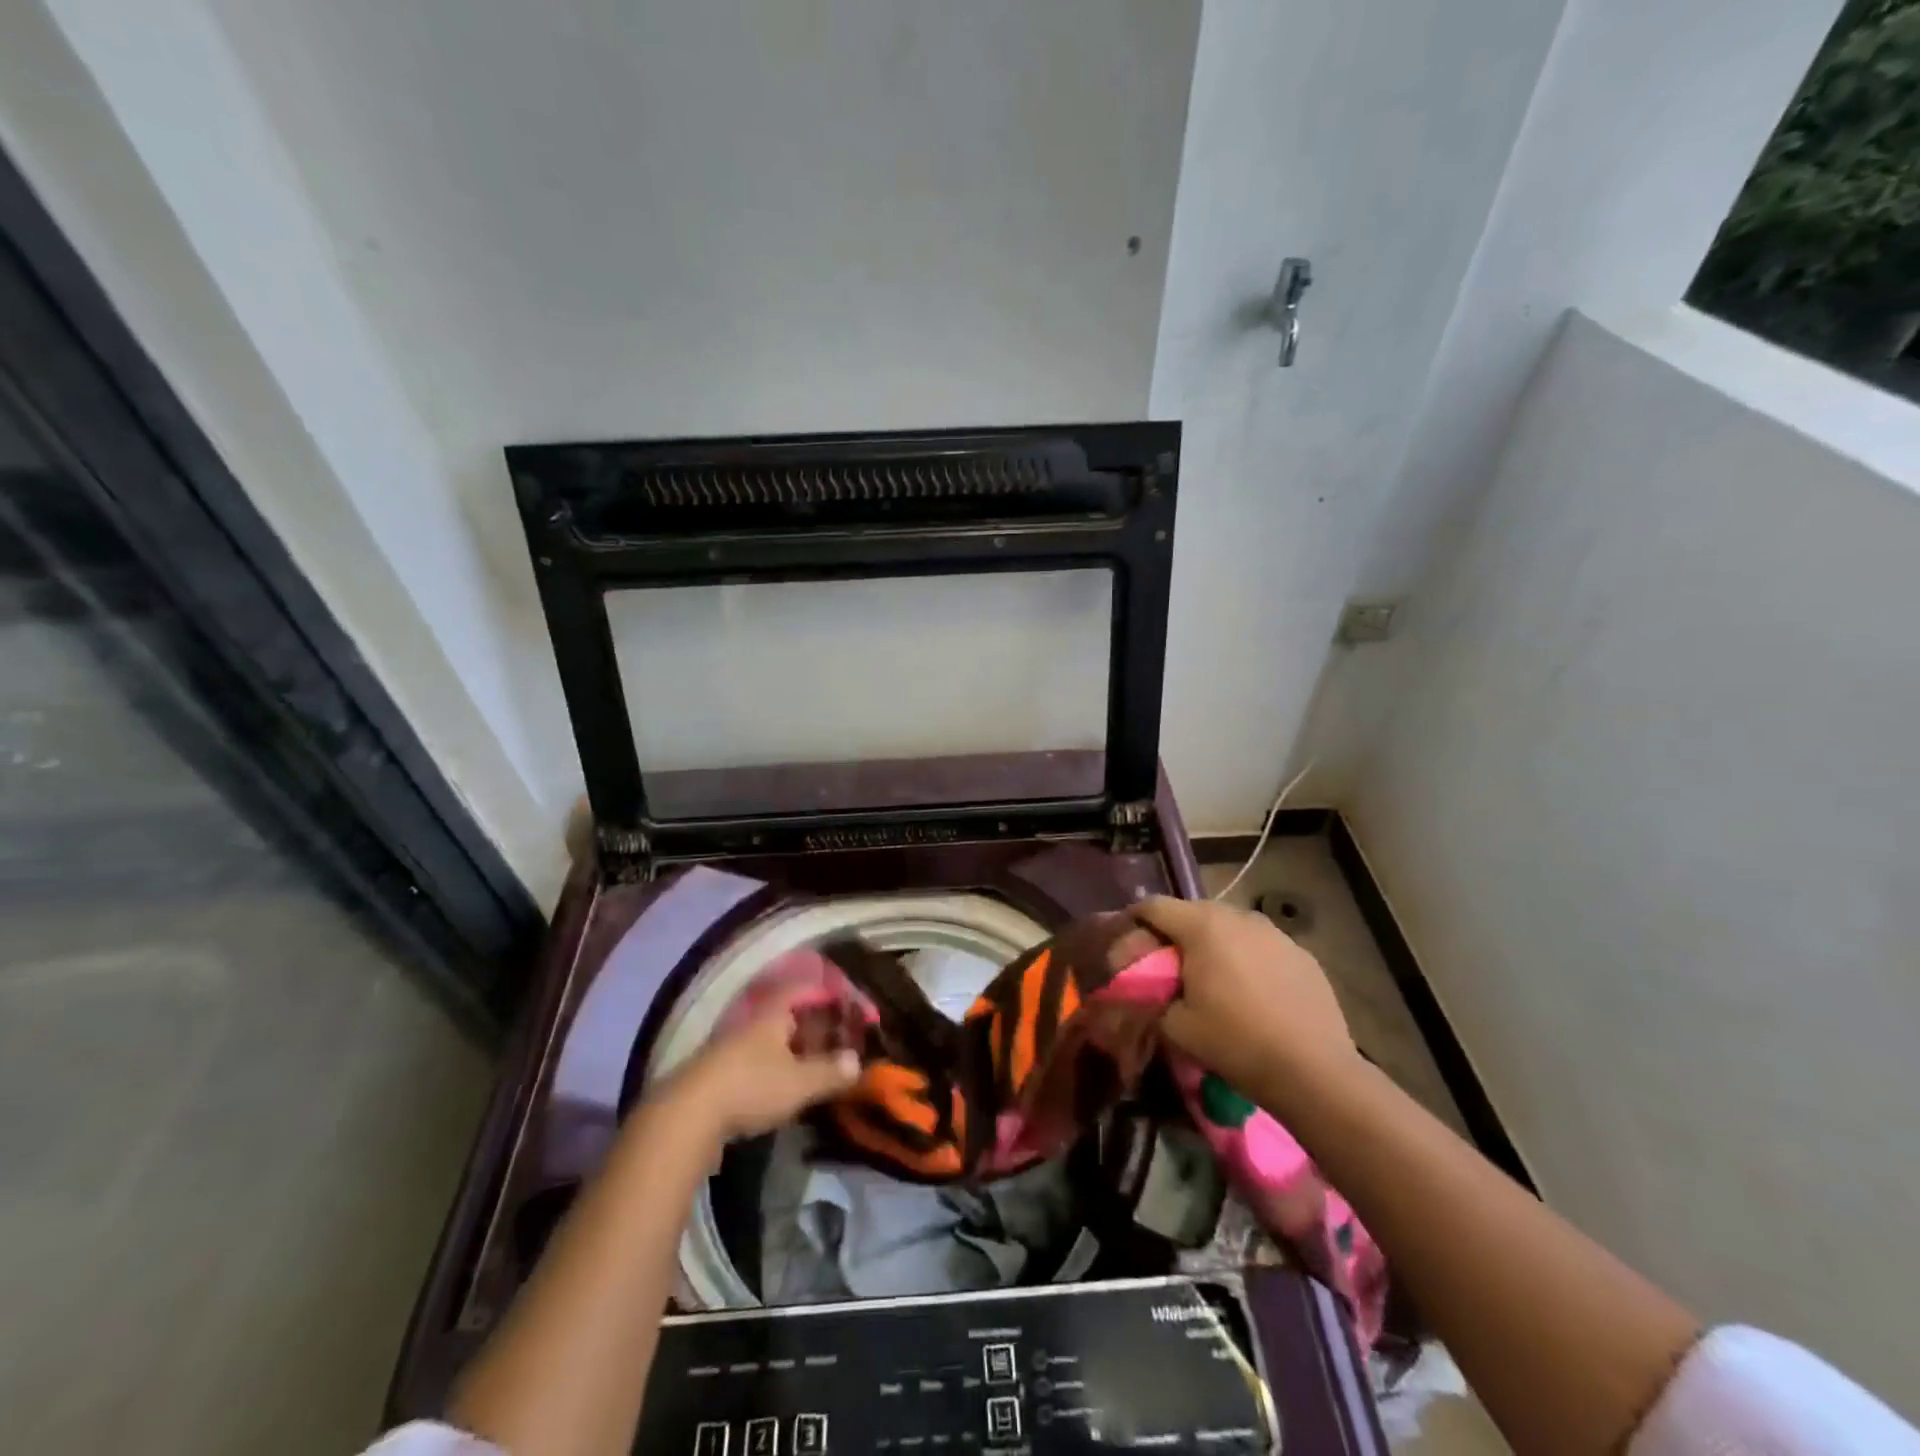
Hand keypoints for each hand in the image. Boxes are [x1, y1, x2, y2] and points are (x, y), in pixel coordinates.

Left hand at [660, 990, 862, 1143]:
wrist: (685, 1116)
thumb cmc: (751, 1086)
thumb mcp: (799, 1082)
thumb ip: (829, 1071)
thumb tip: (857, 1062)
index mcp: (773, 1013)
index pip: (803, 988)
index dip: (826, 992)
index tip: (846, 1001)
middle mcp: (751, 1022)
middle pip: (786, 1013)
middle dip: (811, 1023)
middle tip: (836, 1037)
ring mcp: (730, 1047)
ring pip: (769, 1038)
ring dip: (792, 1047)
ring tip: (814, 1063)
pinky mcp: (716, 1073)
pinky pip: (755, 1060)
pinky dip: (774, 1065)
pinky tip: (783, 1085)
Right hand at [1135, 896, 1356, 1096]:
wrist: (1315, 1072)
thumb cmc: (1236, 1042)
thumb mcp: (1175, 1027)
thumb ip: (1149, 998)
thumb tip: (1143, 990)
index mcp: (1203, 926)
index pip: (1154, 906)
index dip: (1133, 921)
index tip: (1124, 944)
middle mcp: (1239, 916)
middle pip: (1192, 912)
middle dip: (1173, 934)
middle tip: (1164, 966)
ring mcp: (1275, 933)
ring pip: (1229, 927)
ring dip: (1211, 945)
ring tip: (1209, 979)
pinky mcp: (1301, 954)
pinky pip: (1259, 946)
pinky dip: (1244, 959)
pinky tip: (1249, 993)